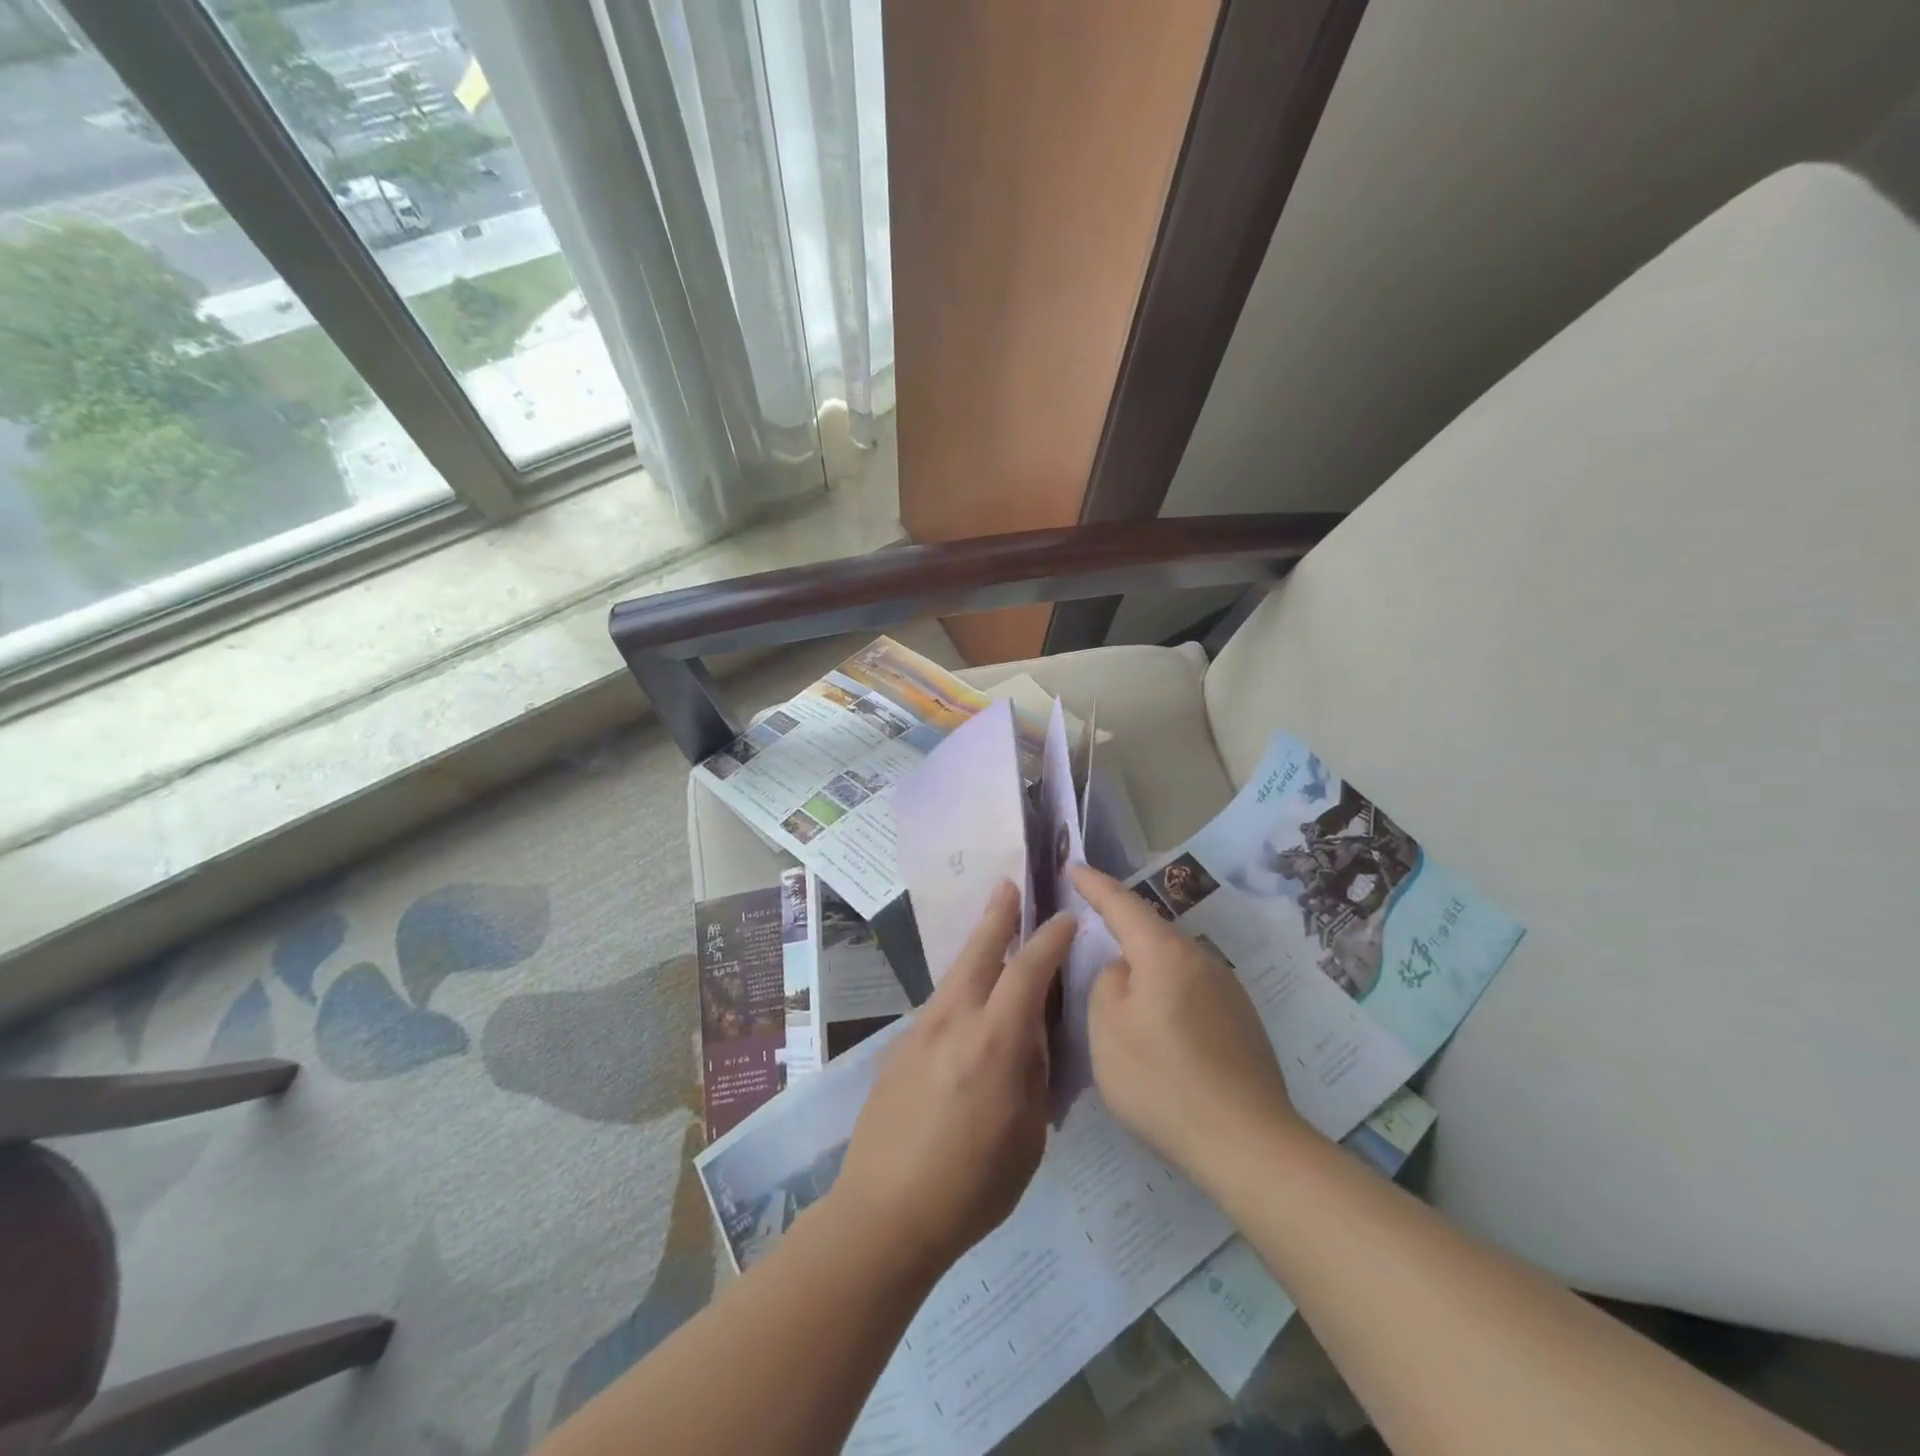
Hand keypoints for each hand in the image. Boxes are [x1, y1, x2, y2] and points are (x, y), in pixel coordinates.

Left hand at [832, 882, 1075, 1279]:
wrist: (883, 1214)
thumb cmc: (971, 1187)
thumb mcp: (1027, 1138)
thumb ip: (1031, 1076)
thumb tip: (1029, 1038)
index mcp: (994, 1043)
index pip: (1027, 972)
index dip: (1049, 941)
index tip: (1065, 920)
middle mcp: (953, 1022)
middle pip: (978, 953)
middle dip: (997, 916)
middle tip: (1009, 886)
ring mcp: (919, 1032)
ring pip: (954, 976)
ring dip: (976, 950)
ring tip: (991, 933)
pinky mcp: (898, 1049)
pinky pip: (938, 1007)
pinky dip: (959, 992)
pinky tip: (966, 1007)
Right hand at [1070, 864, 1303, 1181]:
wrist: (1247, 1142)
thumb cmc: (1163, 1081)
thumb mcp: (1107, 1030)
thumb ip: (1106, 983)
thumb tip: (1124, 971)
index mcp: (1164, 952)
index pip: (1122, 904)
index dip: (1095, 885)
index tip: (1075, 866)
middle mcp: (1200, 958)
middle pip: (1151, 932)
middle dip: (1120, 928)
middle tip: (1091, 930)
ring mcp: (1227, 989)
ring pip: (1172, 963)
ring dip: (1145, 968)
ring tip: (1122, 993)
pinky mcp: (1241, 1020)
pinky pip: (1191, 990)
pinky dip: (1167, 995)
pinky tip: (1160, 1029)